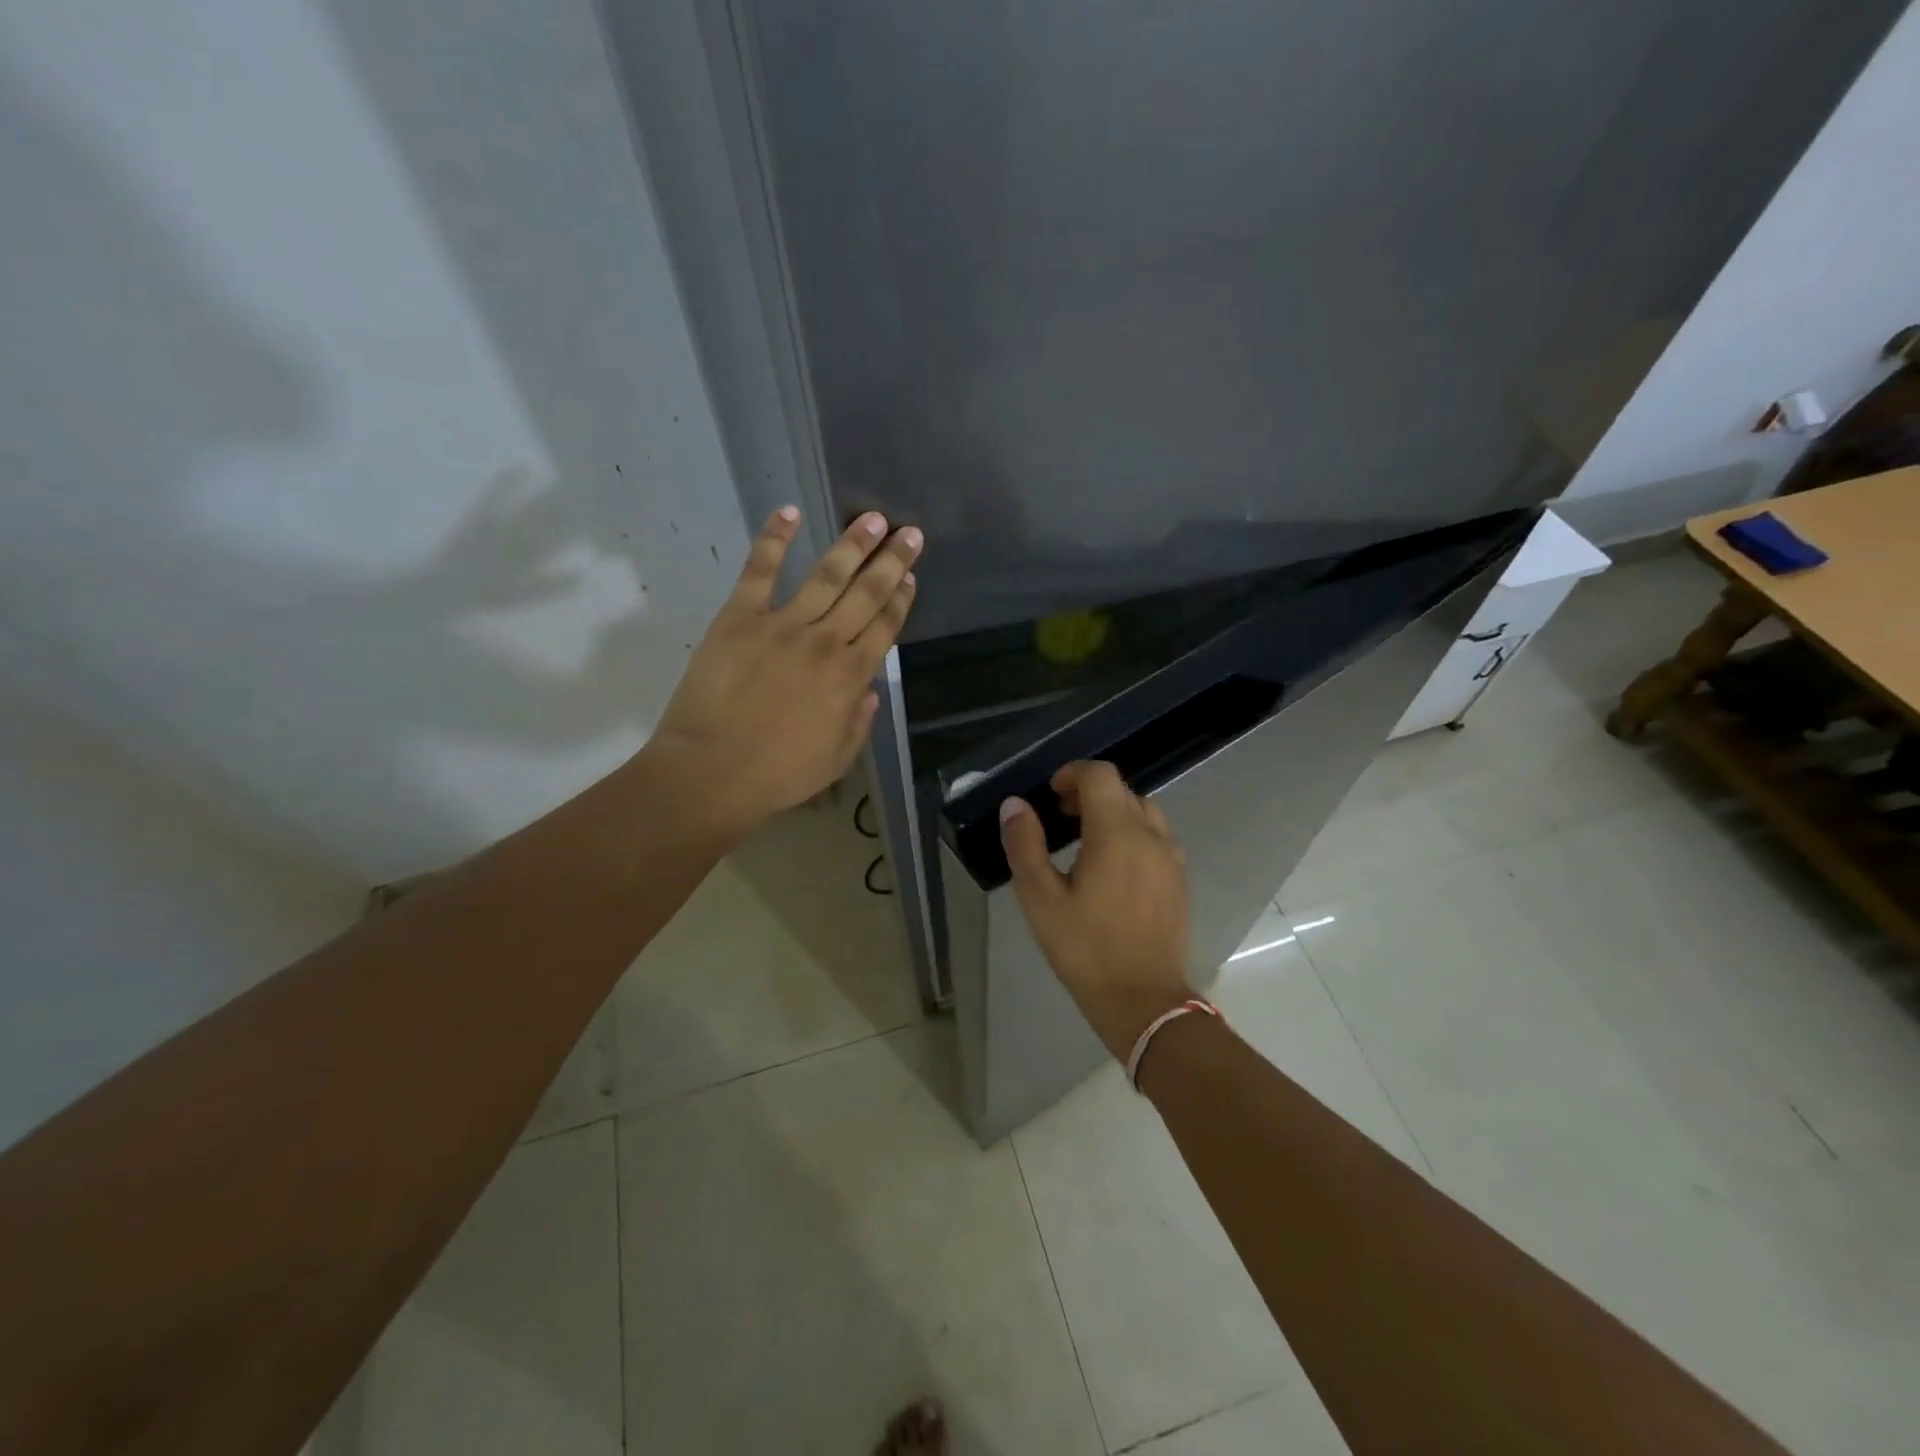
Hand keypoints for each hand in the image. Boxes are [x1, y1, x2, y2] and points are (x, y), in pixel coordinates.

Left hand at [644, 506, 920, 837]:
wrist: (714, 771)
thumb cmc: (779, 774)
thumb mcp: (837, 759)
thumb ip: (859, 721)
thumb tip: (868, 691)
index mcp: (850, 676)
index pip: (885, 627)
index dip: (901, 600)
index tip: (911, 577)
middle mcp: (825, 642)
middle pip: (866, 594)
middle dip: (891, 561)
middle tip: (909, 533)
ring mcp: (782, 624)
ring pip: (826, 575)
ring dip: (852, 545)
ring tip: (872, 519)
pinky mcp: (740, 617)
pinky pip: (760, 571)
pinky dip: (773, 539)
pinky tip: (789, 513)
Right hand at [999, 761, 1194, 1060]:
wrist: (1145, 1002)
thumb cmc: (1086, 950)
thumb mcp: (1041, 900)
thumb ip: (1025, 845)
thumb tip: (1014, 805)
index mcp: (1117, 833)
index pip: (1100, 775)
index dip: (1072, 774)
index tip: (1050, 795)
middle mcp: (1151, 836)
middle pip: (1123, 791)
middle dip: (1089, 793)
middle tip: (1060, 817)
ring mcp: (1171, 858)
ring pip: (1143, 812)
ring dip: (1113, 813)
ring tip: (1085, 841)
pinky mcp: (1179, 880)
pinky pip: (1156, 837)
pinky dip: (1132, 834)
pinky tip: (1112, 868)